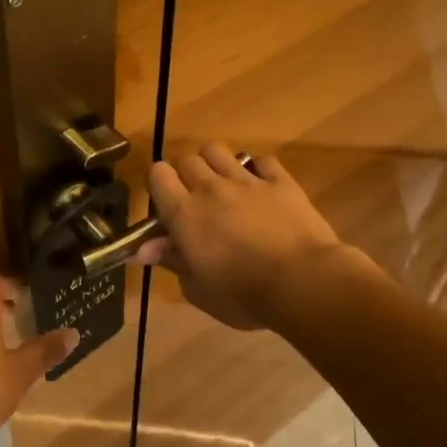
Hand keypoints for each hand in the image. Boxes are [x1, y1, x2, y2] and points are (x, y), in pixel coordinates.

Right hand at [136, 144, 356, 329]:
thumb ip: (171, 260)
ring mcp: (247, 181)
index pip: (157, 174)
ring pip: (218, 150)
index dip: (158, 186)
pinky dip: (257, 170)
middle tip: (195, 200)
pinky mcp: (281, 182)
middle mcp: (210, 188)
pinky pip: (262, 161)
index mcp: (184, 213)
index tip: (165, 206)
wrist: (303, 283)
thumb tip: (144, 249)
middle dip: (185, 175)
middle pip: (186, 159)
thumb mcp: (197, 289)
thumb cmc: (243, 296)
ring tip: (223, 186)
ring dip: (215, 165)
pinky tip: (261, 187)